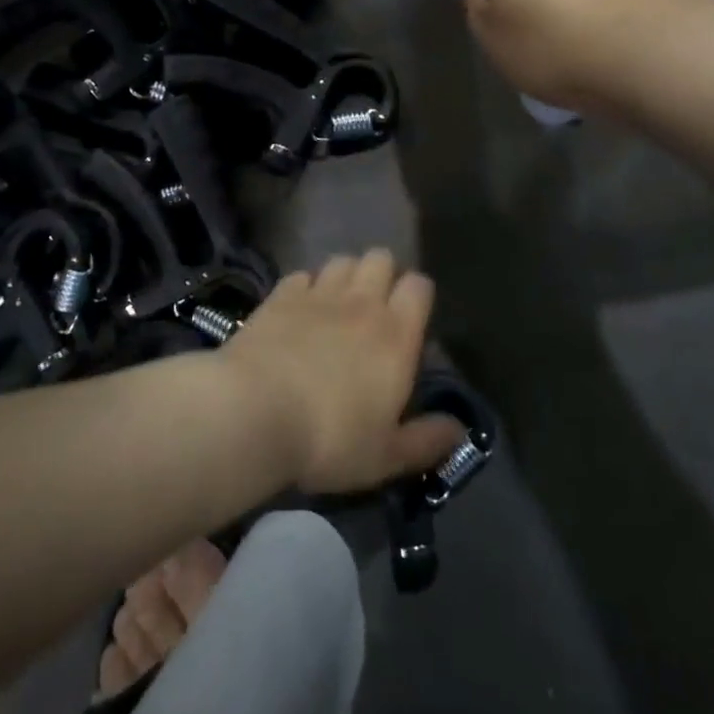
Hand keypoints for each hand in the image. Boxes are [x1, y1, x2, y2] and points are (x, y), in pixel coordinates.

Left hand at [220, 249, 462, 494]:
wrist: (254, 412)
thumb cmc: (330, 439)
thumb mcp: (386, 456)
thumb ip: (427, 440)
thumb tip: (460, 429)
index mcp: (396, 335)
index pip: (419, 286)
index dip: (418, 295)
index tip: (411, 319)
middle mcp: (362, 302)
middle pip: (382, 258)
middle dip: (383, 274)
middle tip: (374, 308)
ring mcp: (319, 293)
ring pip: (343, 260)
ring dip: (346, 275)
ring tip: (338, 304)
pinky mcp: (281, 295)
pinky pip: (302, 274)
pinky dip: (306, 286)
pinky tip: (299, 309)